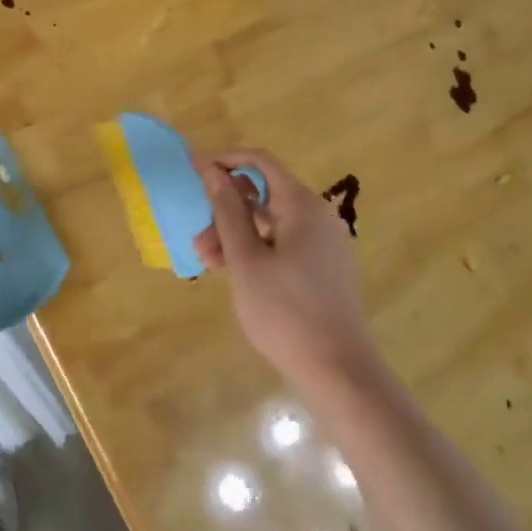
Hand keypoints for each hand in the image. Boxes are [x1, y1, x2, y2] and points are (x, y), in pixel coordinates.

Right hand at [194, 149, 378, 388]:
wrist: (338, 370)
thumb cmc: (285, 311)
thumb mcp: (246, 260)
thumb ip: (227, 211)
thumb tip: (212, 170)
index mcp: (302, 205)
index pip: (260, 162)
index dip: (225, 160)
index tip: (192, 169)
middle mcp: (317, 215)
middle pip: (263, 194)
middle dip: (225, 210)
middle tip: (197, 241)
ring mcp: (323, 242)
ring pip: (270, 222)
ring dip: (236, 235)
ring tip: (209, 265)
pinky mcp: (323, 267)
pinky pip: (283, 242)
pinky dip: (256, 250)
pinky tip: (235, 273)